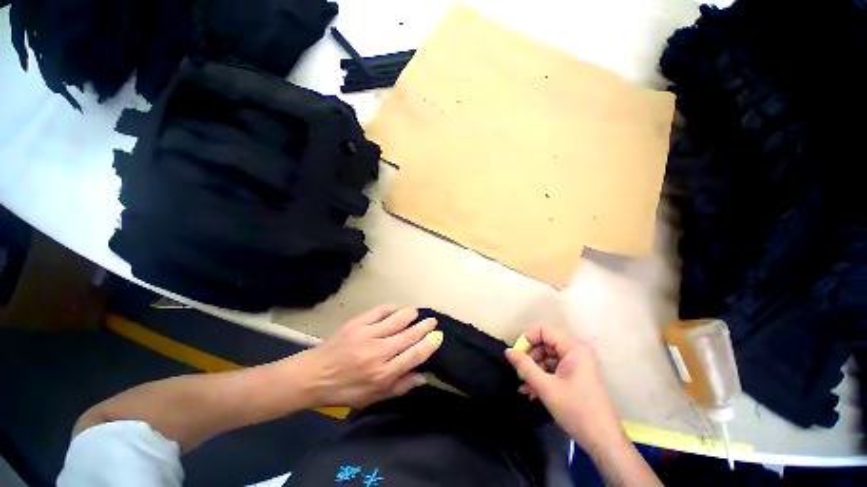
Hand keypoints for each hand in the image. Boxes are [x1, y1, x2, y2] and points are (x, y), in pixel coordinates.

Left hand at [298, 305, 442, 408]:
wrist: (312, 376)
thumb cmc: (344, 390)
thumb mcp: (373, 397)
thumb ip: (400, 387)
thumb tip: (424, 376)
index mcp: (382, 374)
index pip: (414, 355)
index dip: (429, 344)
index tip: (438, 336)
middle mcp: (378, 352)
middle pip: (409, 335)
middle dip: (424, 326)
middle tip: (432, 320)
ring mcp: (366, 335)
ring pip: (397, 319)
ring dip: (410, 314)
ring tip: (417, 313)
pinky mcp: (356, 323)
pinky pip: (379, 311)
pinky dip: (391, 308)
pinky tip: (397, 309)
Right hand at [505, 323, 624, 449]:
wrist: (603, 440)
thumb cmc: (576, 410)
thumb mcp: (546, 387)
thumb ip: (525, 366)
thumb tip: (508, 351)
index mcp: (573, 347)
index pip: (542, 329)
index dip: (527, 339)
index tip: (517, 356)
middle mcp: (576, 349)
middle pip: (544, 342)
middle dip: (530, 357)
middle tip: (520, 373)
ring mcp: (577, 361)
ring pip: (547, 355)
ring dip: (534, 369)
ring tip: (525, 386)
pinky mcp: (576, 372)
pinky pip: (554, 366)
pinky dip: (543, 375)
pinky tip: (532, 390)